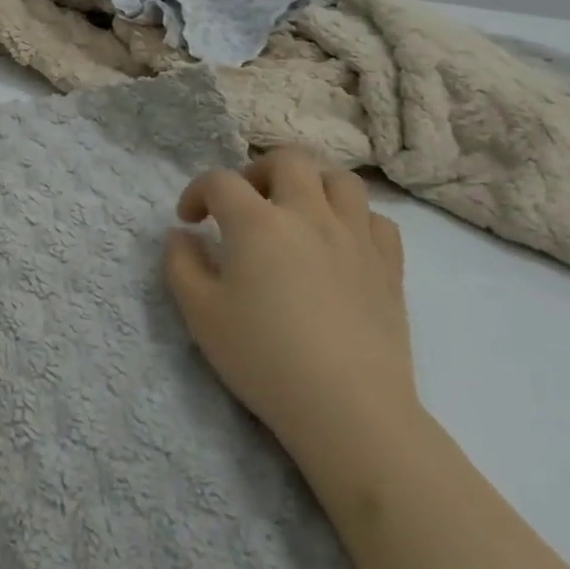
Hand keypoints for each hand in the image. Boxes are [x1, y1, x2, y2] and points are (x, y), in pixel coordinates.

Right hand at [164, 147, 417, 473]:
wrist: (349, 408)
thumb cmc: (264, 358)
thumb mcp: (200, 314)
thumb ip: (181, 265)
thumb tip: (181, 235)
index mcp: (257, 222)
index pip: (220, 181)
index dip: (197, 192)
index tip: (189, 220)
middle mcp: (308, 215)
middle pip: (287, 160)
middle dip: (257, 170)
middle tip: (245, 203)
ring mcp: (355, 237)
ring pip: (340, 179)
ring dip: (312, 184)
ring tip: (296, 211)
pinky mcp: (388, 266)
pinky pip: (376, 219)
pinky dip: (354, 219)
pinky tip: (339, 242)